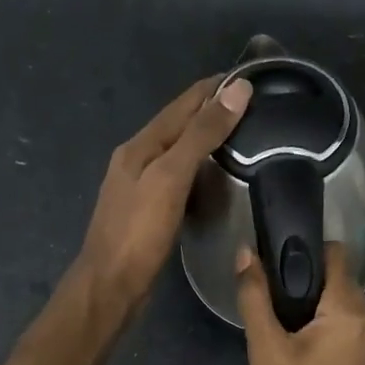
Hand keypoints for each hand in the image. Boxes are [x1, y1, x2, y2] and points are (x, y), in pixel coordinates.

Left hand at [77, 75, 252, 304]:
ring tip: (243, 133)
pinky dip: (200, 165)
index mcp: (140, 144)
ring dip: (207, 136)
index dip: (214, 88)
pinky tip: (217, 174)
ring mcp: (141, 184)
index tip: (250, 77)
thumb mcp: (172, 176)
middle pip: (179, 123)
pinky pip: (179, 174)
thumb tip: (237, 89)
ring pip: (179, 149)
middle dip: (212, 108)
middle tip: (255, 104)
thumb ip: (202, 133)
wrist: (109, 287)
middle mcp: (137, 158)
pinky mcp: (149, 208)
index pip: (183, 103)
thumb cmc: (139, 231)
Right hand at [235, 241, 364, 364]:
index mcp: (351, 306)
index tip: (275, 265)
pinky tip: (305, 352)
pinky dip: (327, 326)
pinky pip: (349, 321)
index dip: (302, 251)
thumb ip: (255, 298)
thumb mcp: (268, 353)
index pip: (333, 251)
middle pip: (335, 277)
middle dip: (304, 287)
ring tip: (286, 336)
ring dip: (314, 309)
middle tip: (273, 313)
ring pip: (341, 300)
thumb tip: (245, 253)